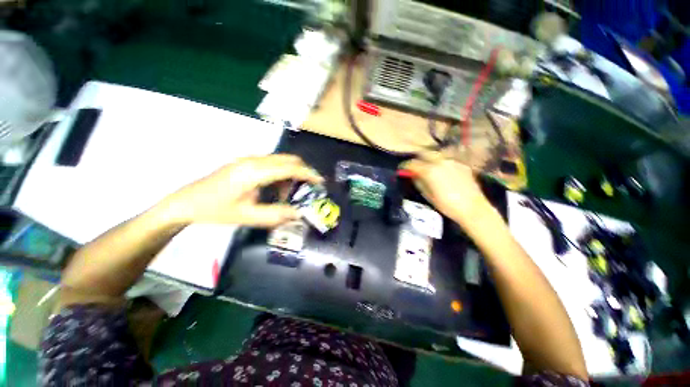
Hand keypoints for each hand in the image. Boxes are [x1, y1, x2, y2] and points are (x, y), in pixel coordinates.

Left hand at [164, 155, 322, 226]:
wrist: (186, 202)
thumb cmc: (216, 211)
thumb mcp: (248, 217)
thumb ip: (277, 214)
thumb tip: (299, 214)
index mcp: (254, 172)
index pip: (289, 168)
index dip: (308, 174)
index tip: (320, 182)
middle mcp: (253, 160)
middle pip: (288, 159)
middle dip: (302, 172)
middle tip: (307, 189)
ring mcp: (248, 159)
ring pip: (280, 161)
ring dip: (290, 175)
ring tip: (287, 194)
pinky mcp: (245, 162)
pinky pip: (271, 164)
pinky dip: (280, 174)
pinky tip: (274, 189)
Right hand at [400, 153, 493, 225]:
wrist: (472, 208)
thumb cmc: (446, 205)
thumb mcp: (427, 195)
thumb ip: (418, 181)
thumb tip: (413, 174)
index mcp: (430, 170)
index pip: (412, 163)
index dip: (405, 166)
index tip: (402, 169)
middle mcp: (440, 162)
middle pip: (424, 153)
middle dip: (417, 158)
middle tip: (415, 166)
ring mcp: (452, 161)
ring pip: (436, 155)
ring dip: (429, 159)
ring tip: (428, 168)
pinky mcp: (462, 164)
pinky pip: (447, 160)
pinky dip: (441, 164)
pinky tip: (442, 172)